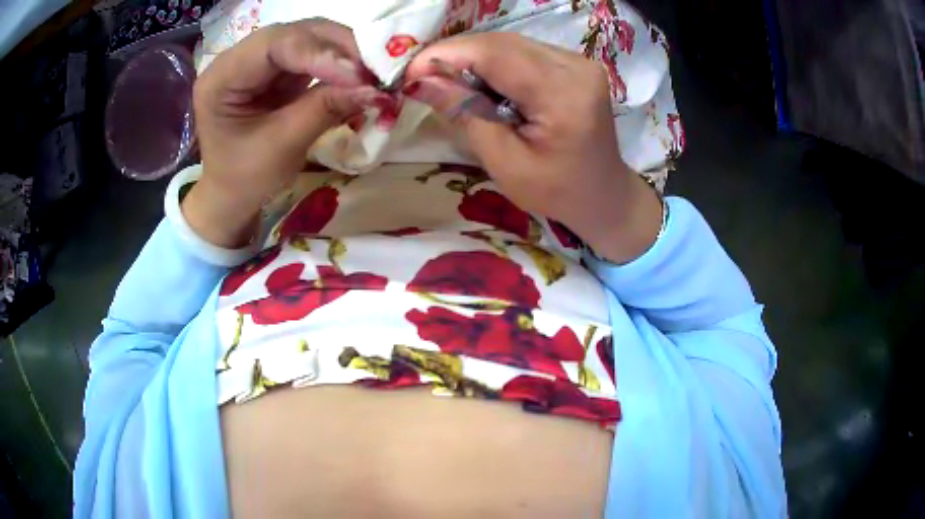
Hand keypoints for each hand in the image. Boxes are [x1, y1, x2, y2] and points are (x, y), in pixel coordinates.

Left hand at [185, 19, 387, 247]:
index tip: (360, 75)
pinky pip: (313, 54)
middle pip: (295, 33)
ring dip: (344, 52)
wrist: (232, 195)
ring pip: (308, 37)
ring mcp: (258, 60)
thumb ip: (324, 109)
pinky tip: (358, 75)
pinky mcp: (276, 68)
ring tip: (373, 72)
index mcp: (221, 78)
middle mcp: (237, 58)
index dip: (320, 53)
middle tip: (377, 69)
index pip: (274, 45)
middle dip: (338, 47)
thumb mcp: (282, 146)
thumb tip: (376, 89)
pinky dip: (339, 62)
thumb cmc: (245, 178)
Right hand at [403, 33, 661, 262]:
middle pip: (502, 43)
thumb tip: (420, 80)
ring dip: (473, 58)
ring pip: (510, 43)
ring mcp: (579, 61)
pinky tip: (483, 84)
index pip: (496, 54)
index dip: (447, 55)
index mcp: (564, 96)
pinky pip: (523, 51)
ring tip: (449, 83)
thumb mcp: (505, 163)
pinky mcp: (575, 63)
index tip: (410, 72)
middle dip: (456, 55)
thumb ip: (465, 115)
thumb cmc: (556, 191)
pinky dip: (494, 63)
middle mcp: (576, 67)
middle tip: (423, 78)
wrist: (603, 194)